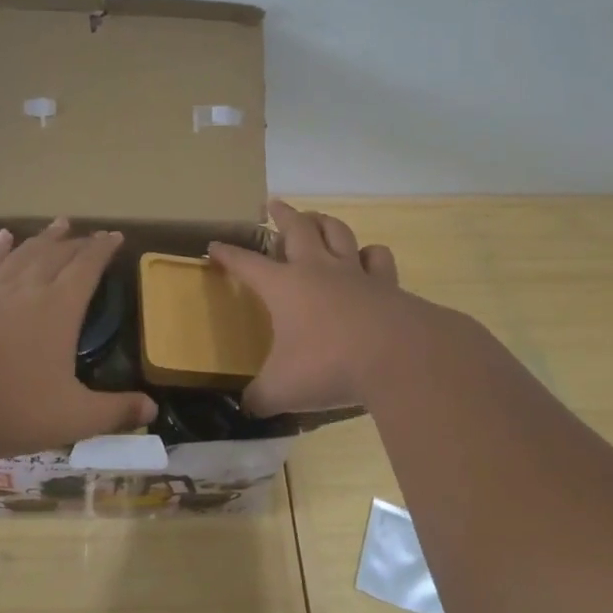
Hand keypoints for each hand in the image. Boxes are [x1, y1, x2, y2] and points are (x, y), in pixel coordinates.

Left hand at [0, 218, 156, 452]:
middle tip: (90, 234)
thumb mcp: (74, 418)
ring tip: (58, 224)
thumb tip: (152, 409)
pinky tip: (3, 238)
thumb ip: (115, 411)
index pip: (87, 268)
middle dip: (77, 242)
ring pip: (23, 255)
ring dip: (43, 238)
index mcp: (58, 309)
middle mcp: (27, 291)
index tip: (115, 236)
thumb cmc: (12, 410)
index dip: (103, 250)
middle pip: (56, 255)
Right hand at [208, 200, 417, 415]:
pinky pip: (377, 258)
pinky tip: (367, 257)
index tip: (214, 245)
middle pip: (297, 228)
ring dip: (324, 222)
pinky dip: (370, 254)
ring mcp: (355, 273)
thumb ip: (260, 398)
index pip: (247, 263)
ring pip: (337, 232)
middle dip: (282, 215)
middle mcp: (317, 270)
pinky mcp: (388, 285)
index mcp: (284, 287)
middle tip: (274, 204)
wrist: (399, 357)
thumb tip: (247, 408)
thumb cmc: (329, 365)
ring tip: (317, 218)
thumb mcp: (282, 389)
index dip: (228, 254)